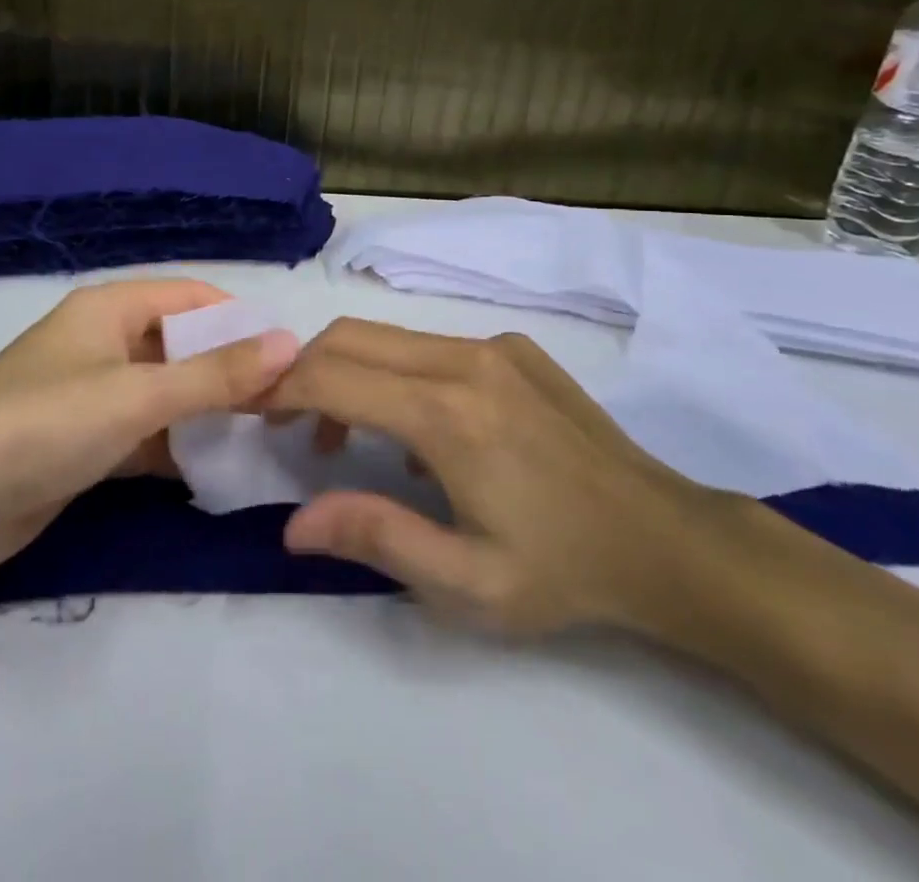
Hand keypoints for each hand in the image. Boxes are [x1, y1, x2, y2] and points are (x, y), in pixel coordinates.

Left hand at [0, 281, 296, 586]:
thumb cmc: (42, 426)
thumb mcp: (135, 397)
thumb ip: (215, 374)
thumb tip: (289, 343)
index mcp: (112, 309)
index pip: (194, 298)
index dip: (242, 321)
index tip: (293, 356)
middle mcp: (107, 343)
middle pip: (185, 345)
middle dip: (232, 370)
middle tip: (290, 405)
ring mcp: (96, 395)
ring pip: (170, 393)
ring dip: (210, 411)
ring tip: (269, 436)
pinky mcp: (88, 442)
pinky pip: (149, 434)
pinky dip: (180, 448)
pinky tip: (220, 468)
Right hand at [268, 318, 738, 637]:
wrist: (665, 538)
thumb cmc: (562, 570)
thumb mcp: (466, 582)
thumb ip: (375, 538)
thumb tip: (295, 522)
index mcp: (448, 414)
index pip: (334, 375)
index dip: (281, 388)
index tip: (252, 411)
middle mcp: (465, 359)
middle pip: (352, 336)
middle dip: (303, 369)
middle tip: (287, 423)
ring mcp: (493, 346)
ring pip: (389, 336)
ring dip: (349, 372)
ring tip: (345, 437)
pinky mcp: (514, 347)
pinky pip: (430, 344)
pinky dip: (395, 372)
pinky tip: (419, 430)